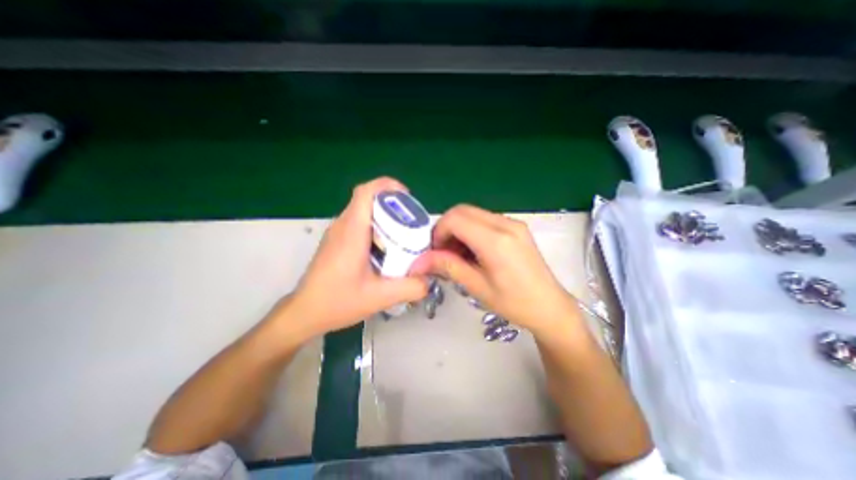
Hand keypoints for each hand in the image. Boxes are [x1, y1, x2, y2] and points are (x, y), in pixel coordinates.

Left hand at [287, 176, 430, 337]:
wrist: (305, 312)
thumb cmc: (337, 301)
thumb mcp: (380, 297)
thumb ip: (410, 288)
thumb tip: (429, 280)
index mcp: (351, 231)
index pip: (365, 192)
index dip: (387, 186)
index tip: (407, 197)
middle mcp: (342, 226)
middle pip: (367, 199)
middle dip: (392, 203)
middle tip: (411, 220)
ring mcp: (337, 233)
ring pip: (363, 210)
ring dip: (384, 215)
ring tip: (402, 233)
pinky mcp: (336, 241)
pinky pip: (358, 222)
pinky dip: (375, 226)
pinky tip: (385, 247)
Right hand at [409, 202, 581, 334]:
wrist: (550, 307)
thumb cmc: (514, 303)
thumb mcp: (477, 287)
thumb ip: (448, 267)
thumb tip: (419, 261)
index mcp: (495, 241)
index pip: (455, 219)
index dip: (438, 232)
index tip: (436, 252)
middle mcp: (505, 224)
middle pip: (462, 210)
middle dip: (446, 228)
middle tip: (444, 252)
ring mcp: (513, 223)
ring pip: (473, 213)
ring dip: (459, 229)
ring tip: (459, 254)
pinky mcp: (516, 227)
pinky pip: (485, 219)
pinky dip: (471, 230)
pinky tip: (474, 251)